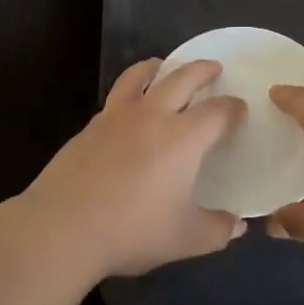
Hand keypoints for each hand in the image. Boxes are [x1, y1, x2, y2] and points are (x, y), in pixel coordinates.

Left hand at [19, 58, 246, 279]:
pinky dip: (130, 89)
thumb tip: (239, 224)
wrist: (62, 226)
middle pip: (181, 78)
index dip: (232, 107)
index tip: (240, 108)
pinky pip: (116, 96)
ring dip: (158, 66)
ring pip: (140, 76)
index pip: (217, 112)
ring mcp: (117, 116)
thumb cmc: (130, 230)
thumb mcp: (184, 239)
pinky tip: (130, 106)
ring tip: (163, 65)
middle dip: (202, 69)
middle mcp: (152, 115)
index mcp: (182, 138)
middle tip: (213, 67)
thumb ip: (216, 230)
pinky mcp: (90, 126)